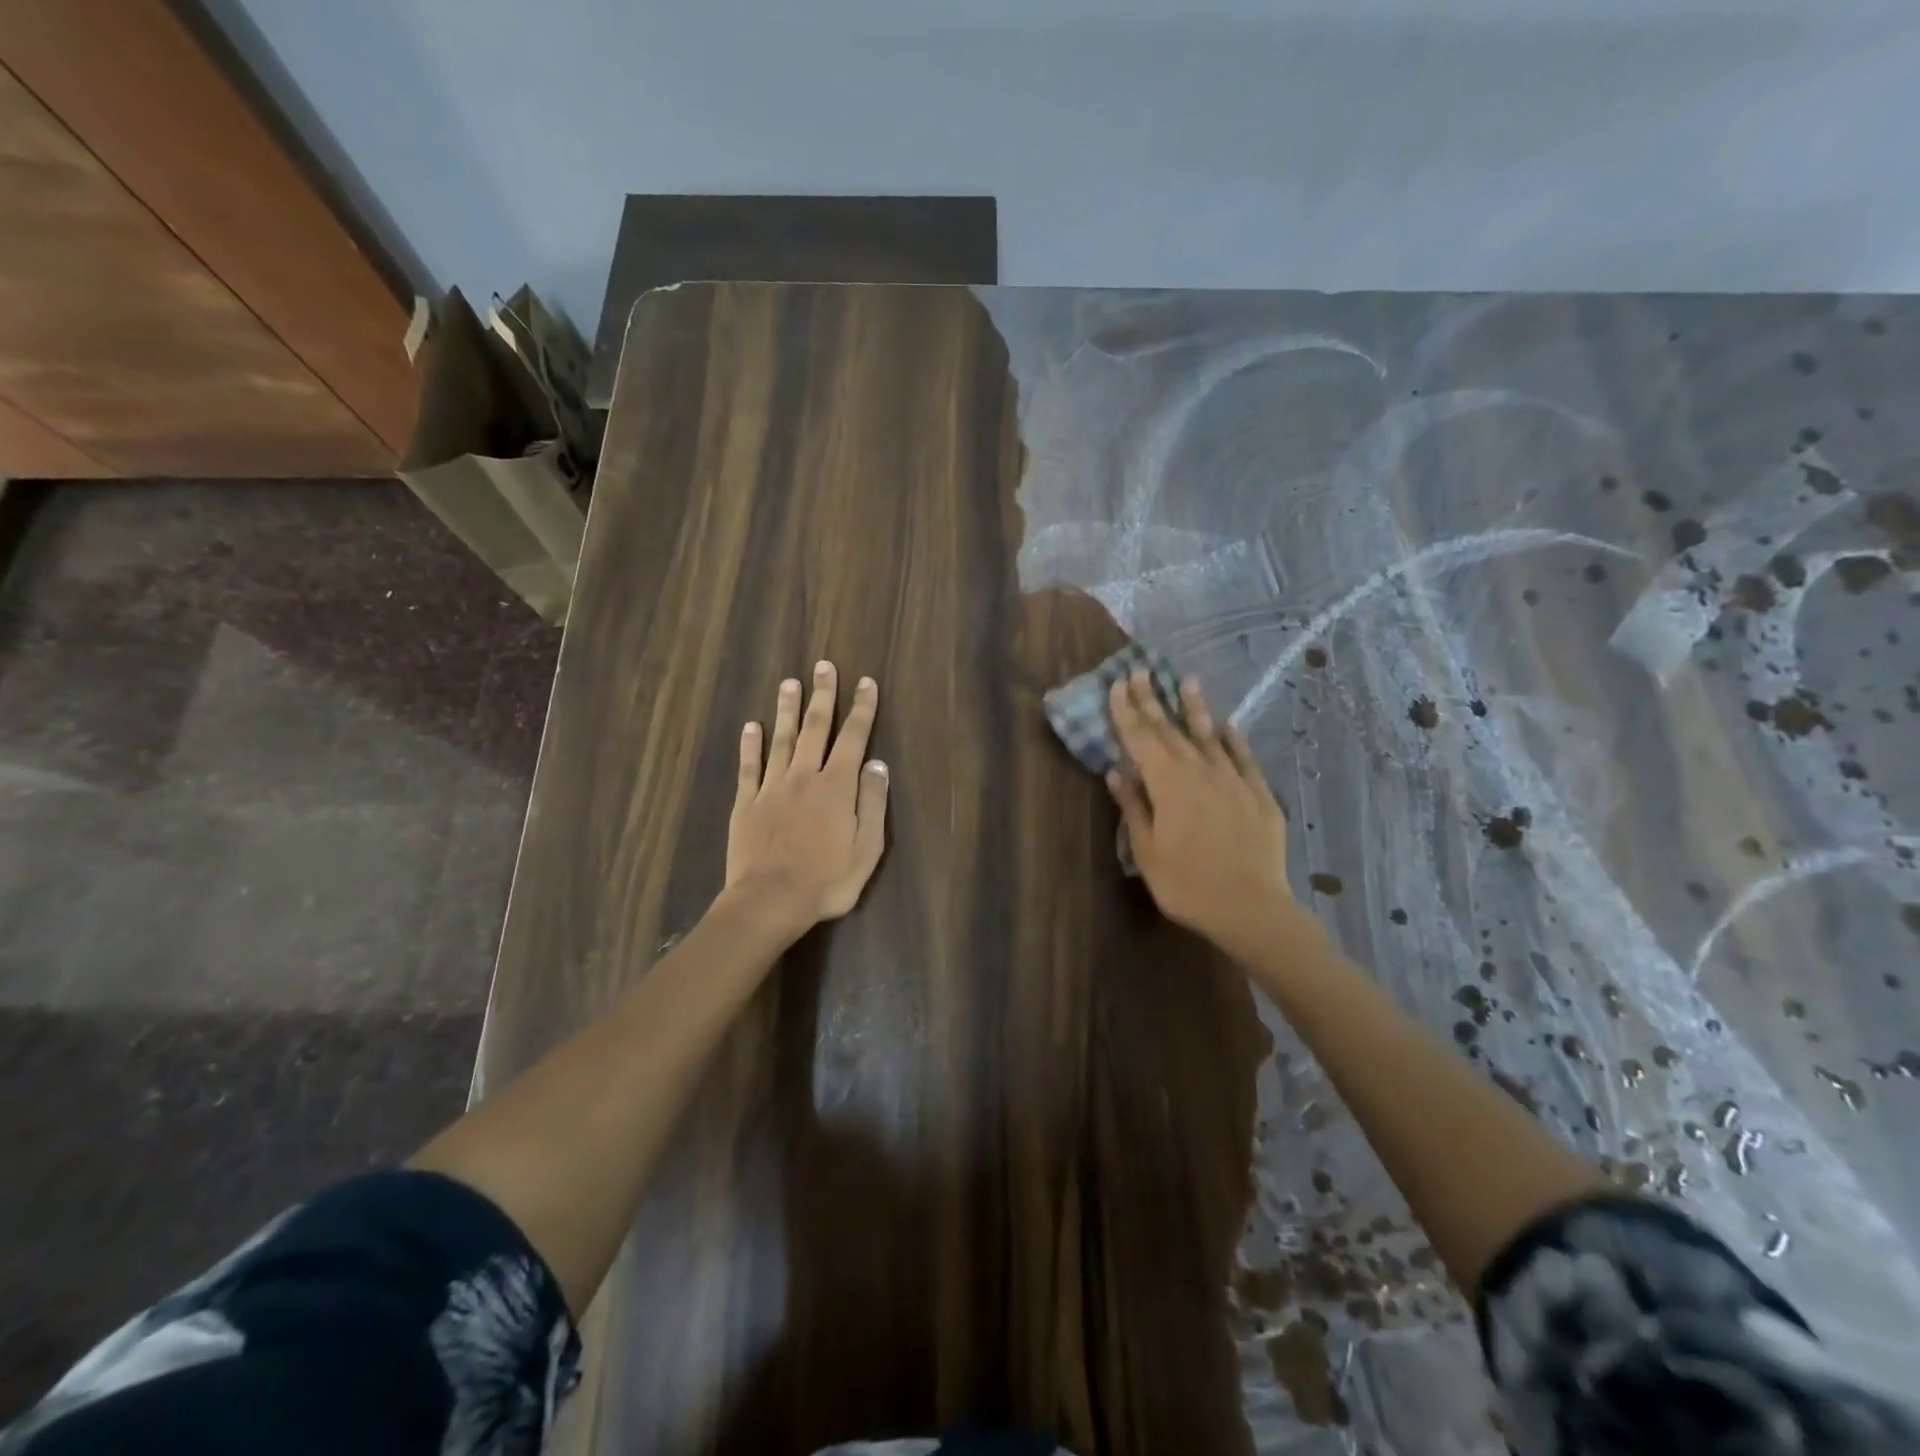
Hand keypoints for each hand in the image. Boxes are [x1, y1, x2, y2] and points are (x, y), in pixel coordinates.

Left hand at [725, 661, 889, 934]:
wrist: (770, 901)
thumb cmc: (827, 880)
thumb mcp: (867, 848)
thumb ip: (872, 802)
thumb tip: (877, 764)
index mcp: (836, 787)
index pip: (853, 738)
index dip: (862, 709)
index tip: (866, 682)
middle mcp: (804, 777)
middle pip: (815, 728)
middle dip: (822, 696)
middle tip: (823, 666)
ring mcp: (771, 788)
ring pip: (780, 740)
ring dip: (786, 710)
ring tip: (789, 683)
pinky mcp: (746, 804)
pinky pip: (749, 767)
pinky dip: (750, 745)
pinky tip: (750, 726)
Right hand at [1106, 671, 1293, 958]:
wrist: (1251, 907)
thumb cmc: (1186, 883)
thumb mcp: (1147, 850)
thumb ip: (1133, 806)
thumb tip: (1116, 772)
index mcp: (1166, 783)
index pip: (1140, 738)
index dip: (1126, 711)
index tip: (1116, 684)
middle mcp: (1199, 771)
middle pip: (1170, 730)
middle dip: (1152, 700)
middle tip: (1140, 671)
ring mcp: (1232, 780)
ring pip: (1208, 736)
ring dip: (1194, 708)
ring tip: (1186, 682)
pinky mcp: (1259, 794)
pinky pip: (1243, 758)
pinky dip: (1233, 740)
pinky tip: (1227, 725)